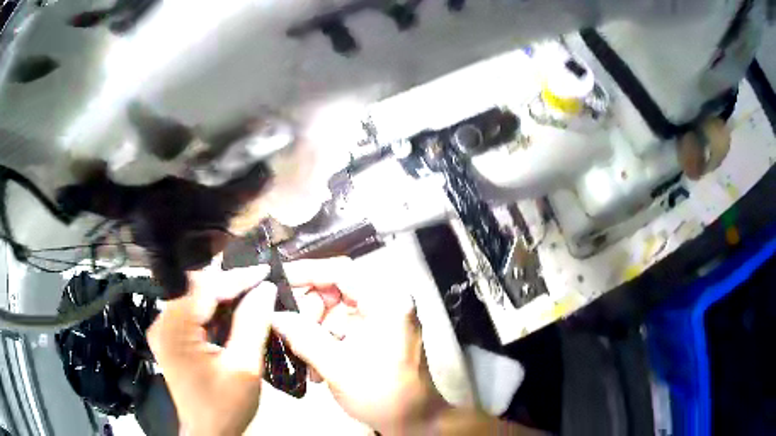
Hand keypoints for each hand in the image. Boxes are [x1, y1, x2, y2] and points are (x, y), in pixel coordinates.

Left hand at [147, 265, 276, 435]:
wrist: (209, 433)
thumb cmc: (225, 407)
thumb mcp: (244, 367)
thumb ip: (253, 324)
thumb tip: (265, 288)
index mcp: (174, 329)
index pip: (205, 288)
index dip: (236, 278)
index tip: (264, 272)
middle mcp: (163, 323)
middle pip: (197, 289)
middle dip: (230, 285)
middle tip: (260, 284)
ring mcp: (164, 329)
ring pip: (196, 298)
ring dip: (223, 297)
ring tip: (251, 295)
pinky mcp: (171, 337)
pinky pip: (193, 312)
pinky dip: (215, 310)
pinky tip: (234, 313)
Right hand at [271, 257, 449, 433]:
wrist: (414, 421)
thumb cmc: (383, 395)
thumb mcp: (337, 367)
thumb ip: (302, 337)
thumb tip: (273, 315)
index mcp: (387, 302)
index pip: (341, 271)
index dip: (307, 272)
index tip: (279, 281)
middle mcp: (388, 302)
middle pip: (336, 290)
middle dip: (310, 314)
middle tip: (293, 336)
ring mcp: (384, 318)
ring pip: (335, 311)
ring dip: (315, 334)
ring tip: (308, 363)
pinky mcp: (378, 333)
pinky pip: (343, 327)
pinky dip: (327, 342)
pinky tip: (319, 368)